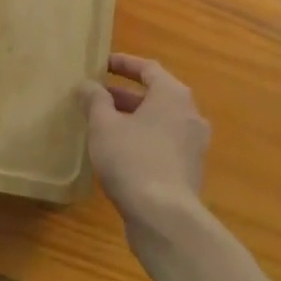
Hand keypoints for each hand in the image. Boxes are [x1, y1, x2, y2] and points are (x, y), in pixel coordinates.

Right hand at [80, 54, 210, 228]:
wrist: (164, 217)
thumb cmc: (132, 159)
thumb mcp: (104, 125)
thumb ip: (94, 100)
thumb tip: (87, 85)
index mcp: (173, 95)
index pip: (148, 68)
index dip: (124, 63)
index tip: (102, 63)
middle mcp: (189, 114)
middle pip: (156, 95)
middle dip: (125, 94)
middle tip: (98, 95)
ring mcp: (193, 144)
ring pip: (160, 121)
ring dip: (133, 118)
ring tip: (104, 123)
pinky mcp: (189, 170)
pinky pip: (164, 143)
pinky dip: (143, 138)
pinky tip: (119, 151)